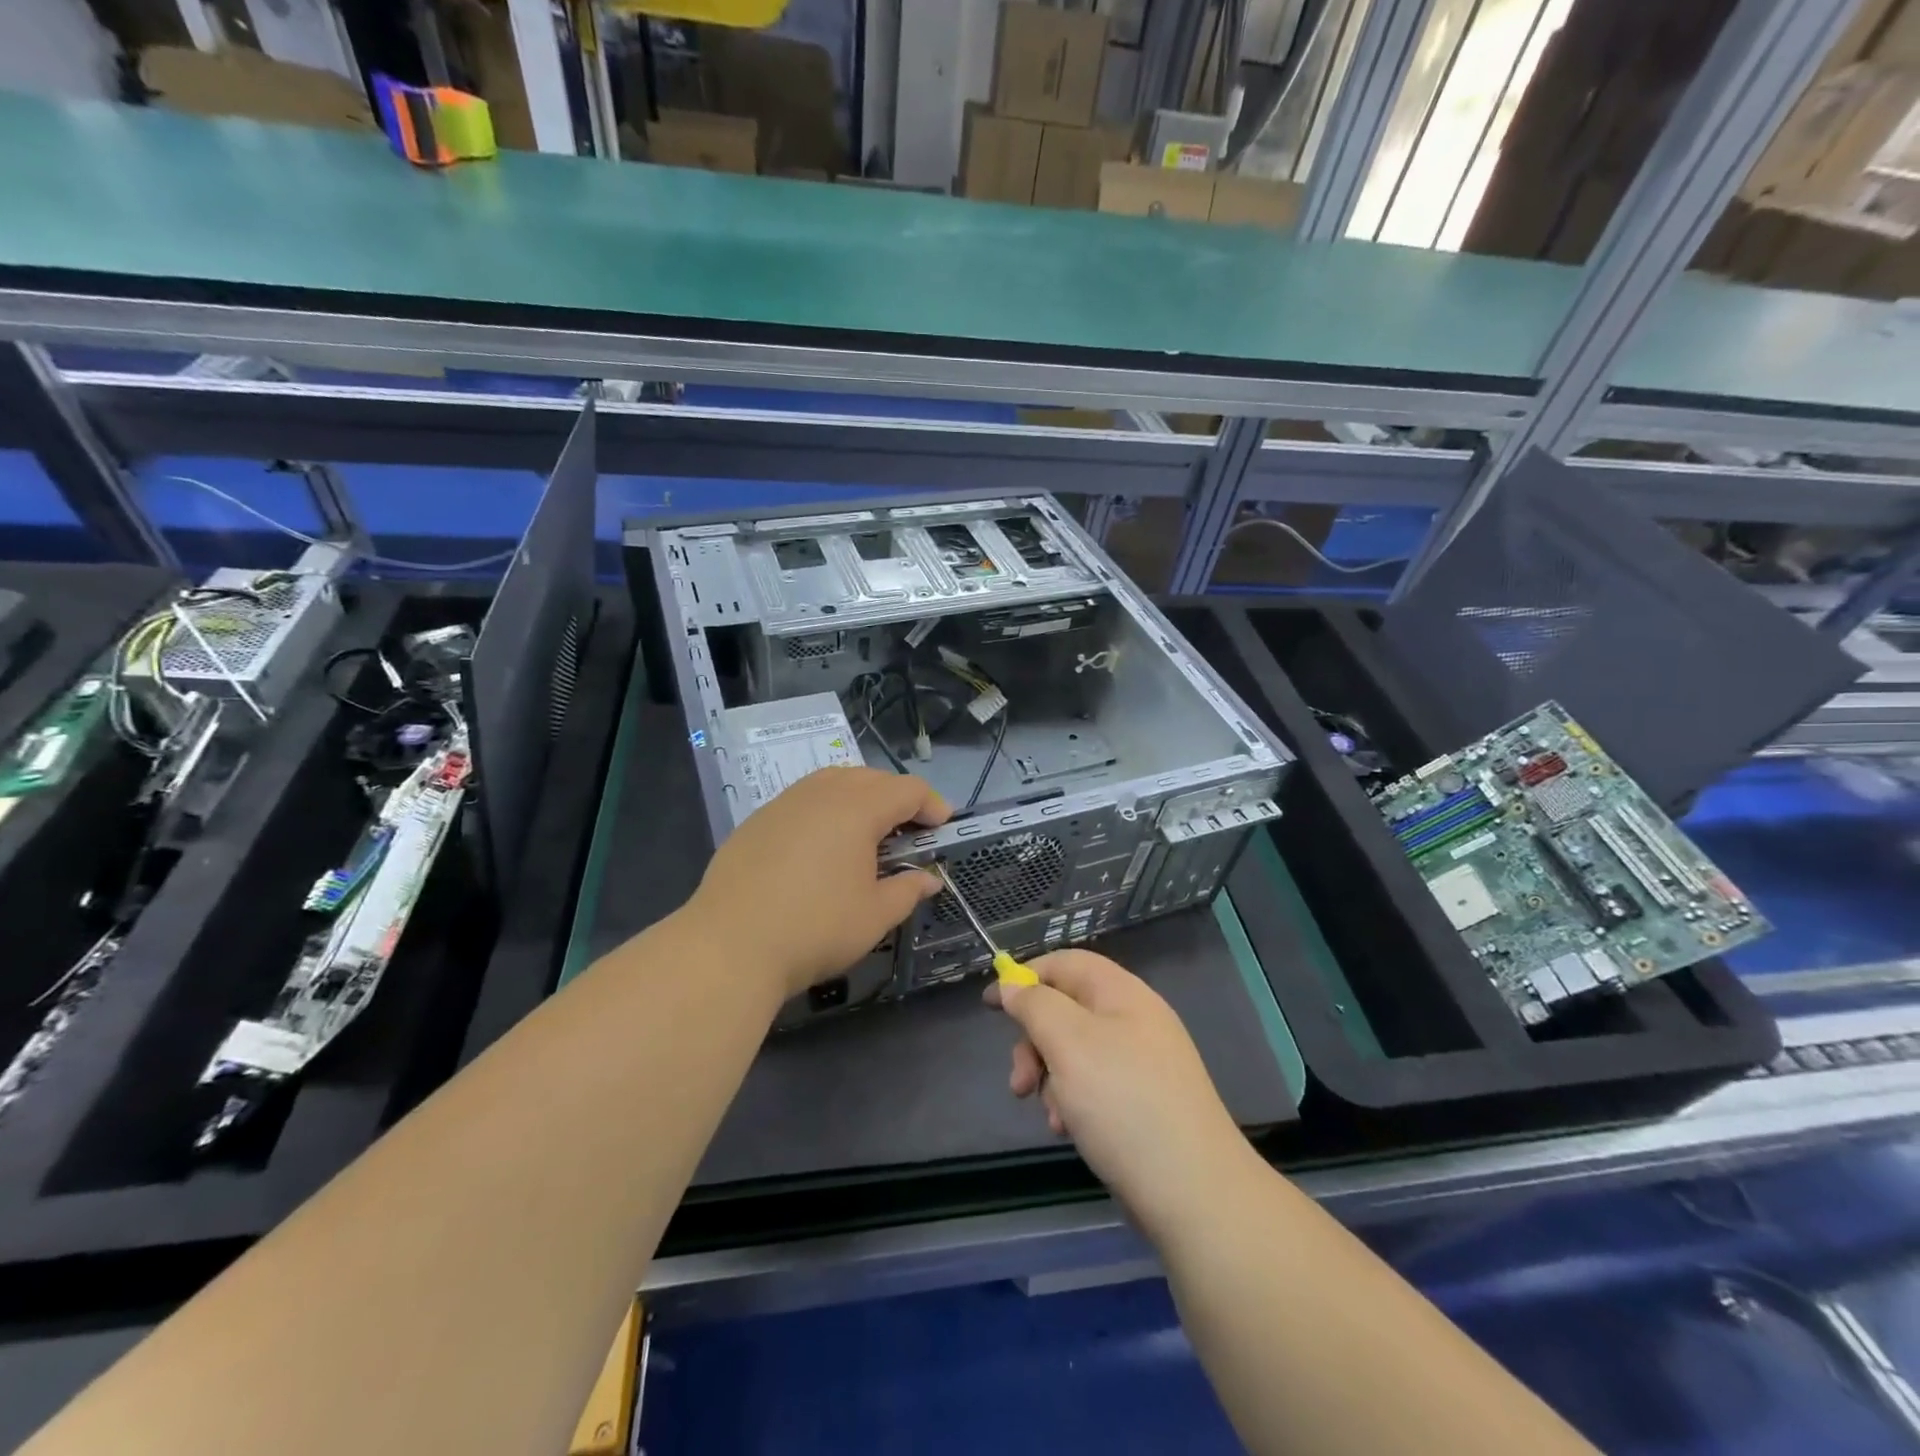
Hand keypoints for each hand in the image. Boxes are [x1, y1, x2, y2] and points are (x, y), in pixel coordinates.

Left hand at [689, 766, 949, 997]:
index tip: (941, 829)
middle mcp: (822, 793)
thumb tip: (928, 879)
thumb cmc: (816, 928)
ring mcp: (785, 802)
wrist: (729, 945)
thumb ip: (907, 890)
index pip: (907, 790)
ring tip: (866, 833)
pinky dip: (825, 810)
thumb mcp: (875, 916)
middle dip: (897, 798)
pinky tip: (821, 846)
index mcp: (857, 808)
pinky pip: (804, 799)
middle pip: (871, 778)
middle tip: (908, 832)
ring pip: (833, 782)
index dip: (931, 805)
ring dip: (860, 798)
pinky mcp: (757, 820)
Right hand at [989, 949, 1256, 1239]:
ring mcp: (1141, 1064)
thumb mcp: (1068, 1043)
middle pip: (1066, 1010)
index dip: (1026, 976)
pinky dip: (1072, 1102)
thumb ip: (1035, 1005)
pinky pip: (1094, 1086)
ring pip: (1075, 1053)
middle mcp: (1134, 1021)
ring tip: (1051, 1116)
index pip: (1066, 963)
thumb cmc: (1123, 1103)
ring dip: (1050, 1078)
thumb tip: (1013, 984)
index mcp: (1122, 993)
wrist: (1194, 1193)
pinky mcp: (1142, 1103)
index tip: (990, 1004)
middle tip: (1020, 1082)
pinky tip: (1069, 1131)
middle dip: (1034, 1042)